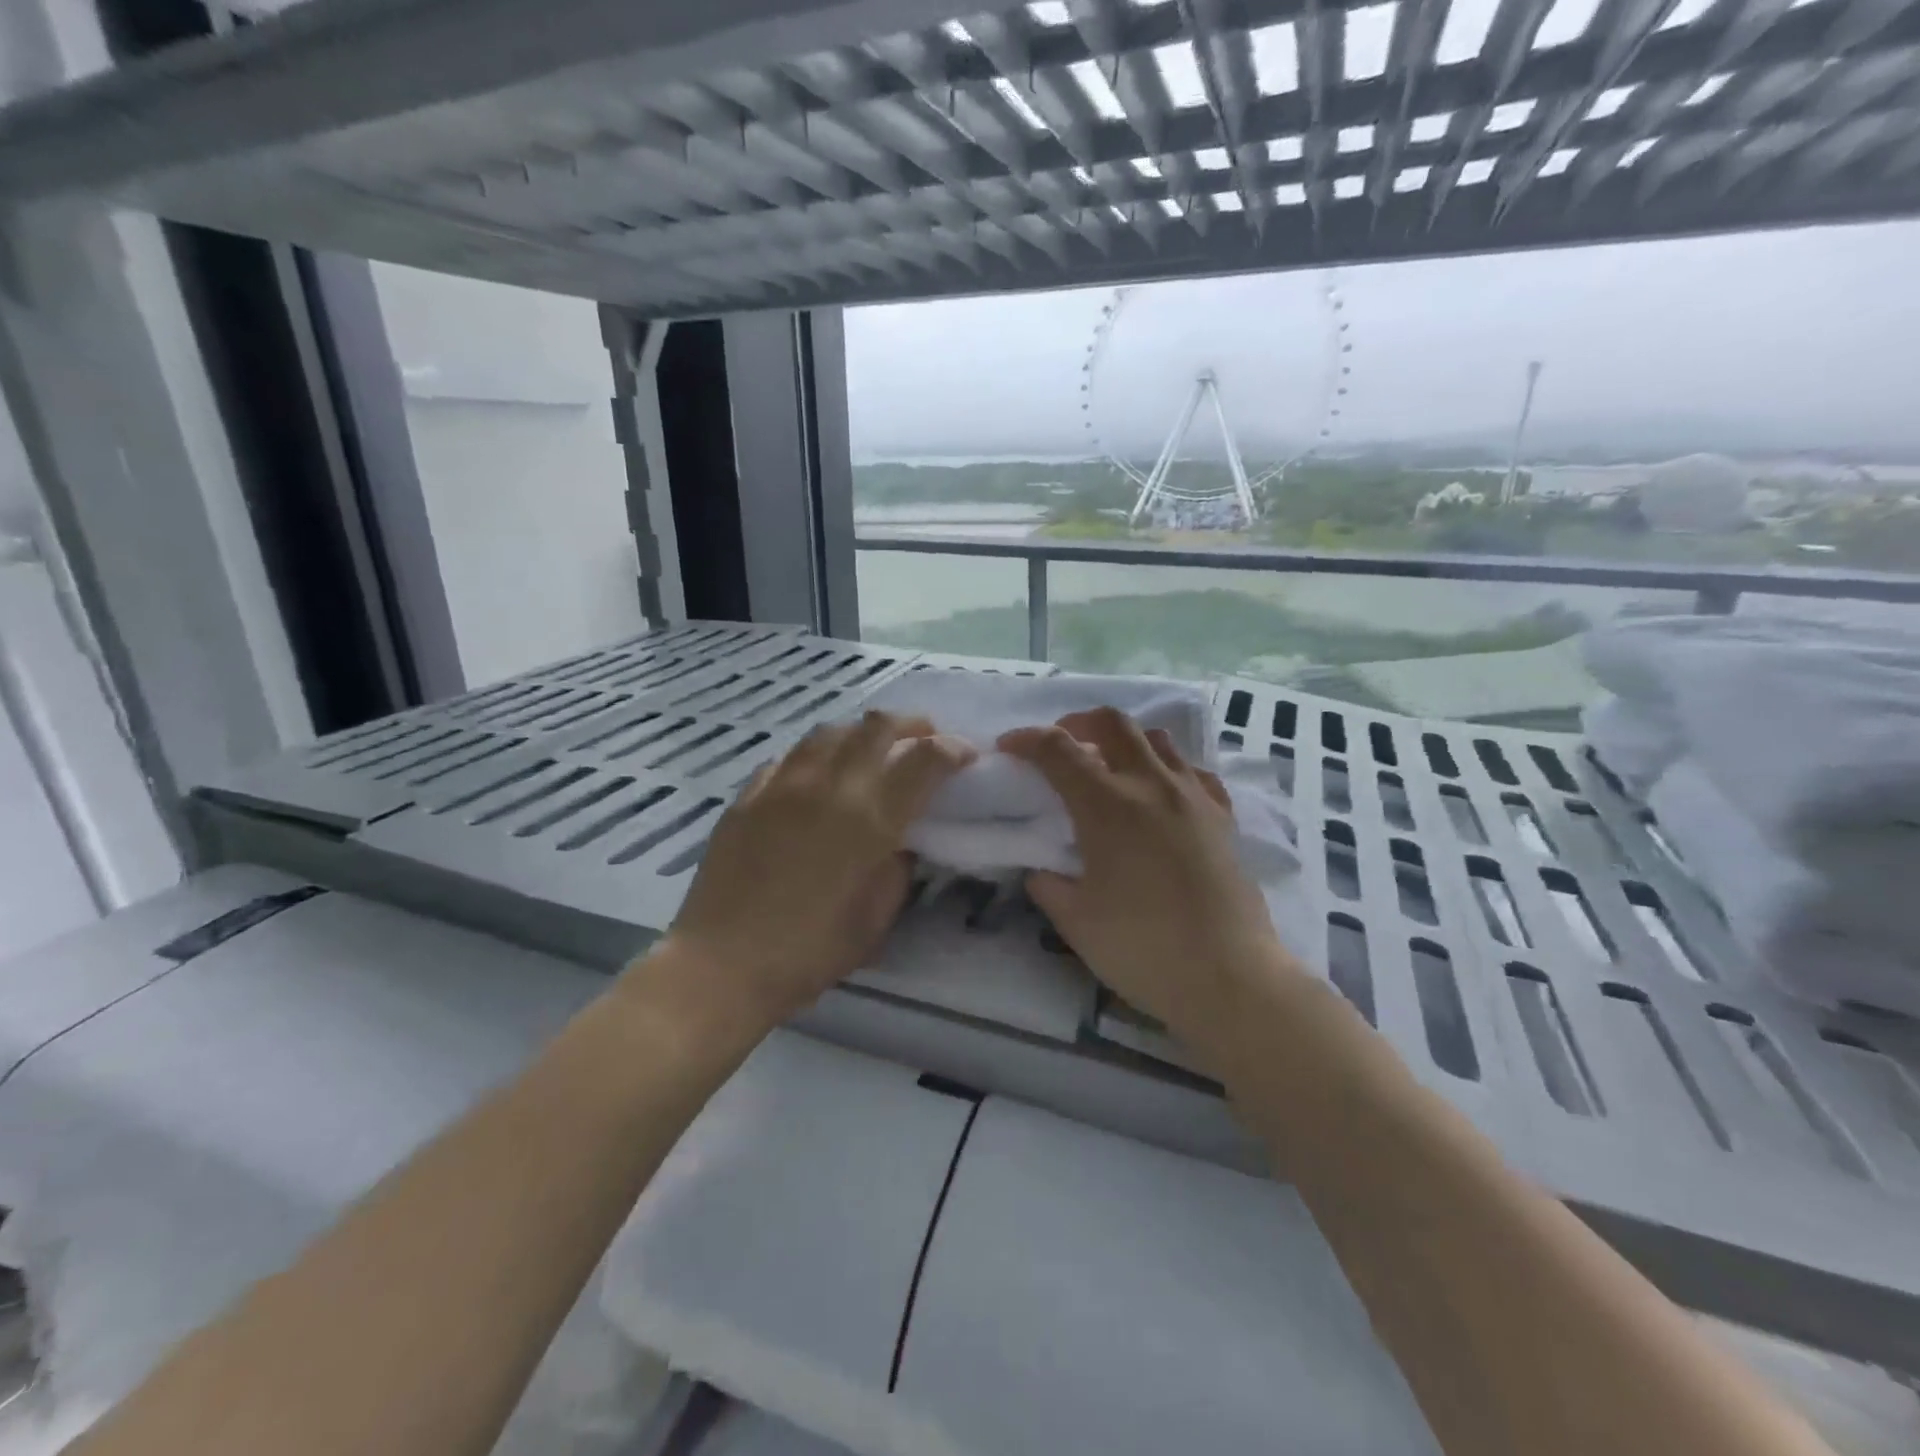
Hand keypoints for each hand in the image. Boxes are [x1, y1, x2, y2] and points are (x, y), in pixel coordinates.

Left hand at [660, 712, 974, 1024]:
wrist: (723, 964)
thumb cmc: (810, 951)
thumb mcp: (876, 919)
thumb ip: (898, 869)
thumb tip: (901, 840)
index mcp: (870, 819)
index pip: (924, 761)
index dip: (952, 750)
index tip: (965, 755)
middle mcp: (830, 787)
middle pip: (877, 726)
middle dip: (911, 725)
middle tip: (924, 738)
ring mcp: (783, 785)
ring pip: (830, 731)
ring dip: (861, 732)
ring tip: (870, 749)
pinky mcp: (748, 795)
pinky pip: (789, 756)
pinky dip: (816, 755)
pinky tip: (817, 774)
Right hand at [1000, 708, 1301, 1048]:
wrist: (1229, 977)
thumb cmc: (1142, 948)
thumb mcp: (1075, 921)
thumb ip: (1048, 885)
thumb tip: (1041, 870)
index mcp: (1107, 806)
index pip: (1057, 750)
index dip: (1026, 739)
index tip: (1008, 748)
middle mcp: (1151, 786)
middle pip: (1112, 723)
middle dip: (1077, 723)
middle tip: (1060, 745)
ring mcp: (1193, 797)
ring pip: (1156, 739)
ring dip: (1123, 741)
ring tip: (1109, 767)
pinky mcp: (1223, 817)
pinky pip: (1193, 771)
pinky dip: (1167, 769)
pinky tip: (1160, 795)